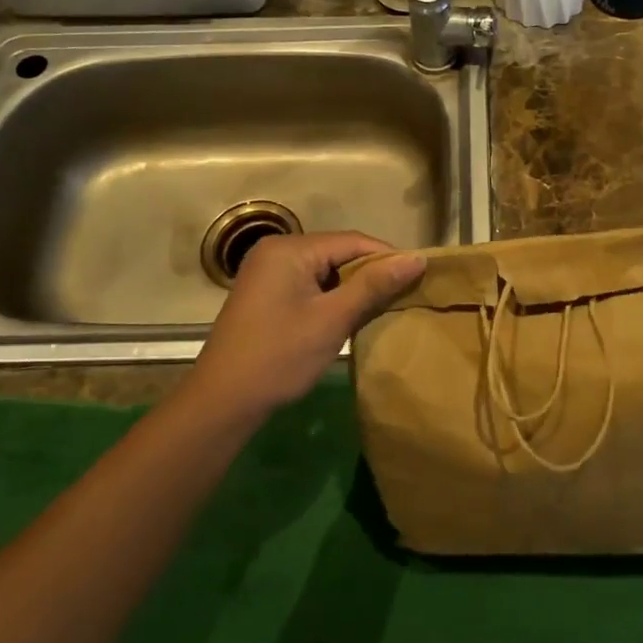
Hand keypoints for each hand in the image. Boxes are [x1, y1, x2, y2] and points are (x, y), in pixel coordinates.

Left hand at [185, 232, 424, 417]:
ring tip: (384, 306)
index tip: (420, 276)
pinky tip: (350, 315)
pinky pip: (310, 283)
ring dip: (353, 286)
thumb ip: (374, 285)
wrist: (222, 401)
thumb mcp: (332, 319)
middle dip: (371, 272)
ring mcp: (268, 272)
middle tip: (404, 294)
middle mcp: (276, 251)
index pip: (352, 241)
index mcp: (289, 249)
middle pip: (338, 252)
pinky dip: (332, 296)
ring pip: (325, 269)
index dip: (388, 256)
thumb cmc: (280, 357)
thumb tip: (417, 258)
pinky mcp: (266, 293)